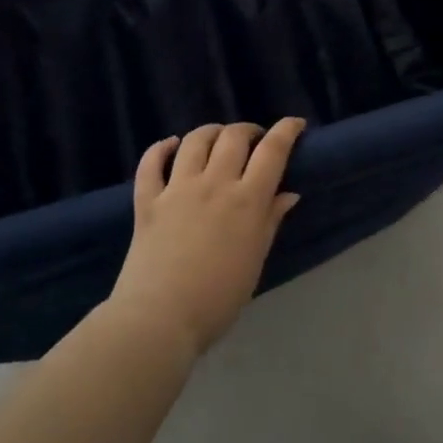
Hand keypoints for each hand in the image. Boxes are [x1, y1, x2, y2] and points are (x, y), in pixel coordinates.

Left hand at [111, 118, 305, 352]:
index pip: (273, 150)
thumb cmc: (218, 298)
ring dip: (210, 132)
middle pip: (233, 137)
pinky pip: (150, 162)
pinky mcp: (147, 200)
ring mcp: (177, 189)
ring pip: (194, 141)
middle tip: (254, 139)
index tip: (295, 124)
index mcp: (247, 200)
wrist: (160, 318)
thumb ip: (270, 221)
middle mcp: (214, 183)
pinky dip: (160, 148)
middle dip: (248, 130)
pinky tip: (170, 146)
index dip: (286, 130)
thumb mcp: (255, 260)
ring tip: (217, 139)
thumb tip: (288, 193)